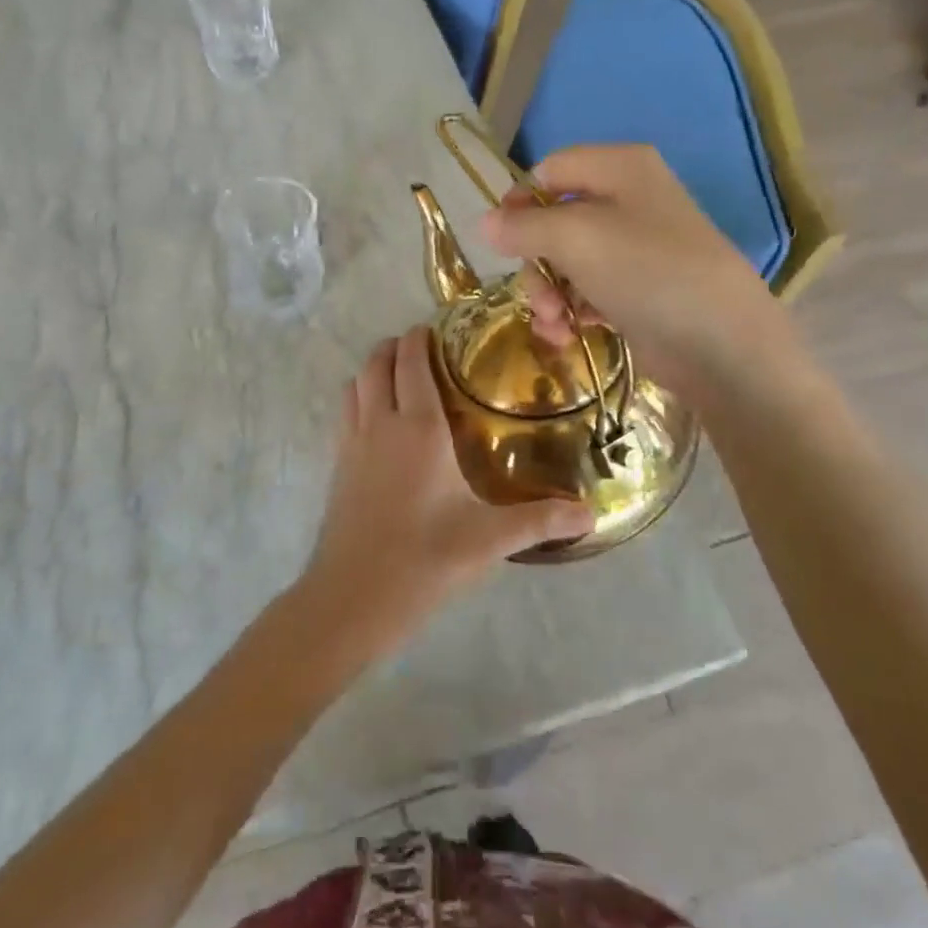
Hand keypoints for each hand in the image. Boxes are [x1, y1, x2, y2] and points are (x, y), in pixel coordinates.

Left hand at [300, 328, 593, 647]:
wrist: (352, 599)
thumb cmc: (425, 559)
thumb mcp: (489, 539)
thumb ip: (541, 520)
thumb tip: (590, 515)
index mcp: (418, 427)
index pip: (412, 362)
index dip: (420, 338)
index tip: (438, 329)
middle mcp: (381, 423)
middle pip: (377, 363)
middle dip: (396, 346)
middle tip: (424, 349)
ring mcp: (352, 444)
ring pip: (355, 384)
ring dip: (373, 370)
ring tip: (400, 378)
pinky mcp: (337, 467)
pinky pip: (345, 413)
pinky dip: (359, 398)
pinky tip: (379, 423)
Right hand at [480, 144, 788, 396]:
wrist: (720, 344)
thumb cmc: (646, 271)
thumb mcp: (576, 238)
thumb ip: (523, 226)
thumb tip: (484, 222)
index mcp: (620, 168)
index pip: (550, 170)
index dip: (520, 202)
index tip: (503, 240)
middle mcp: (628, 200)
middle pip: (555, 220)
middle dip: (536, 261)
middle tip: (537, 294)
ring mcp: (636, 249)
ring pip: (568, 261)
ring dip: (549, 292)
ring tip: (553, 322)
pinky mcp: (638, 291)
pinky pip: (588, 290)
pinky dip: (572, 310)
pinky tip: (566, 334)